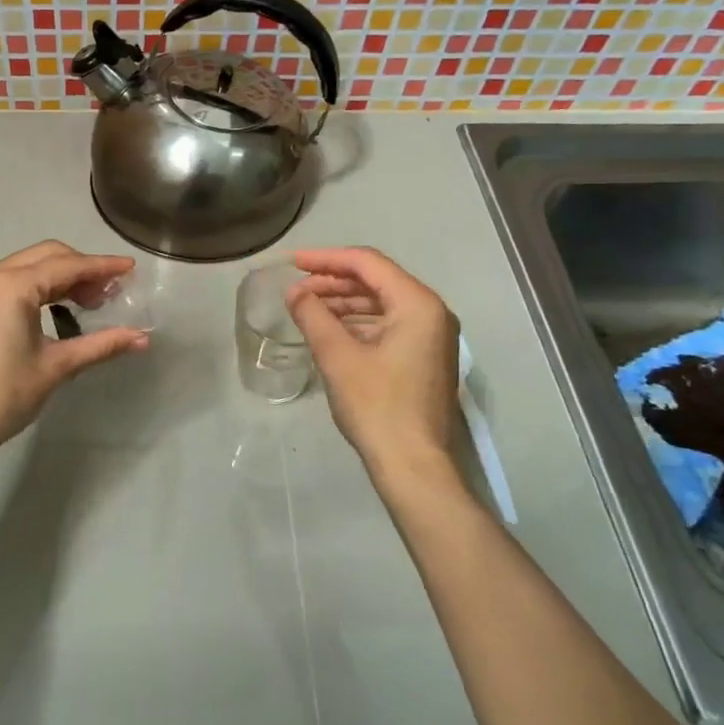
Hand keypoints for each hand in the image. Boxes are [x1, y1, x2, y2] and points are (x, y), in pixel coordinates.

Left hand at [0, 241, 148, 458]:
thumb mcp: (57, 367)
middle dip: (82, 268)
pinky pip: (12, 280)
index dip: (103, 267)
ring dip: (61, 276)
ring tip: (90, 302)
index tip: (131, 268)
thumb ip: (101, 345)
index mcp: (12, 286)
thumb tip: (142, 338)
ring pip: (29, 266)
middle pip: (48, 255)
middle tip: (111, 293)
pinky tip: (57, 308)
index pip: (68, 265)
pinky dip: (39, 286)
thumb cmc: (4, 395)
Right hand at [287, 247, 459, 472]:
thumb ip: (313, 316)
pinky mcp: (424, 357)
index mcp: (417, 304)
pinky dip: (358, 322)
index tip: (292, 263)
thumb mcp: (337, 356)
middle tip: (296, 289)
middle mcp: (431, 312)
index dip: (326, 259)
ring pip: (382, 303)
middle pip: (377, 280)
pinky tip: (330, 330)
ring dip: (343, 302)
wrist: (413, 465)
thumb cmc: (377, 406)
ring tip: (307, 308)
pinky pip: (388, 324)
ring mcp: (431, 336)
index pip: (368, 263)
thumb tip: (294, 292)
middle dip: (334, 281)